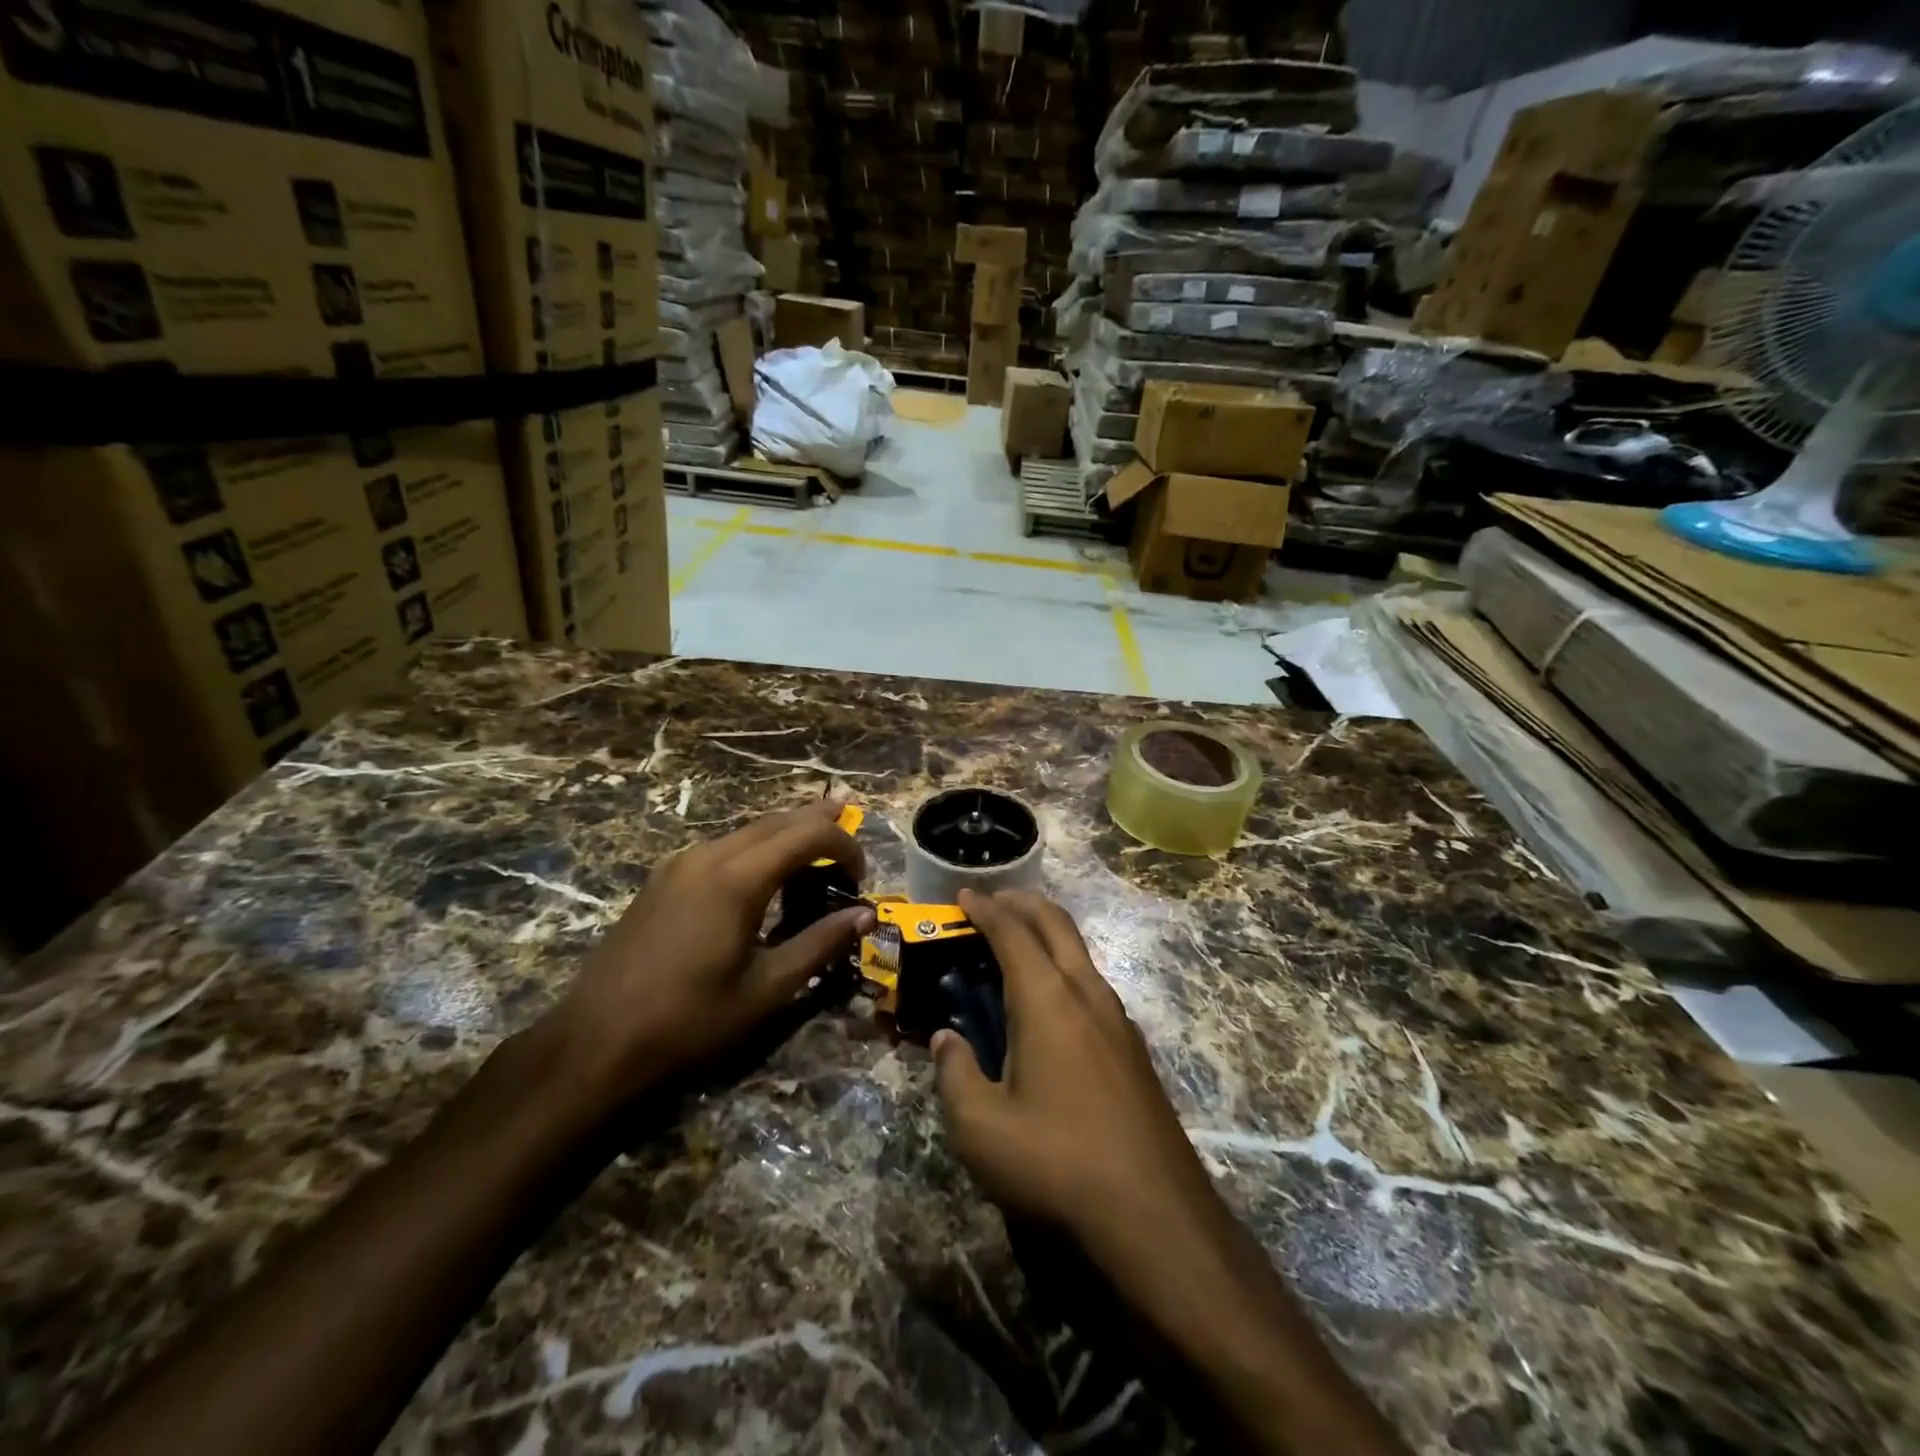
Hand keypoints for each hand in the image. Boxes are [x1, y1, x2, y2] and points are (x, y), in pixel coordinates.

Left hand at [543, 800, 872, 1110]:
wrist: (595, 1041)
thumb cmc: (689, 1020)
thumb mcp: (766, 989)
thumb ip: (820, 944)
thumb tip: (866, 916)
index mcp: (738, 878)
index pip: (807, 835)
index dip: (843, 844)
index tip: (861, 875)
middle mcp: (709, 856)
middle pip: (776, 821)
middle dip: (817, 819)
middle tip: (849, 817)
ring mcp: (680, 864)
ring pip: (747, 830)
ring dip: (785, 831)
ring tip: (815, 840)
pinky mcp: (662, 879)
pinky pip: (722, 846)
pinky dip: (756, 846)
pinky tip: (763, 868)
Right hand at [930, 891, 1228, 1254]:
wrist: (1156, 1217)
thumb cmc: (1058, 1164)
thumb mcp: (981, 1129)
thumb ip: (954, 1075)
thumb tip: (944, 1040)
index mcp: (1048, 1000)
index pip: (1012, 933)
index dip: (985, 909)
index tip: (963, 894)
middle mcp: (1087, 994)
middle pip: (1056, 924)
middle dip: (1022, 904)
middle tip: (992, 901)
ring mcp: (1118, 1020)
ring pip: (1080, 953)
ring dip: (1047, 934)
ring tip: (1017, 945)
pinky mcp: (1133, 1049)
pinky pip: (1093, 985)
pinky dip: (1064, 968)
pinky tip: (1051, 1003)